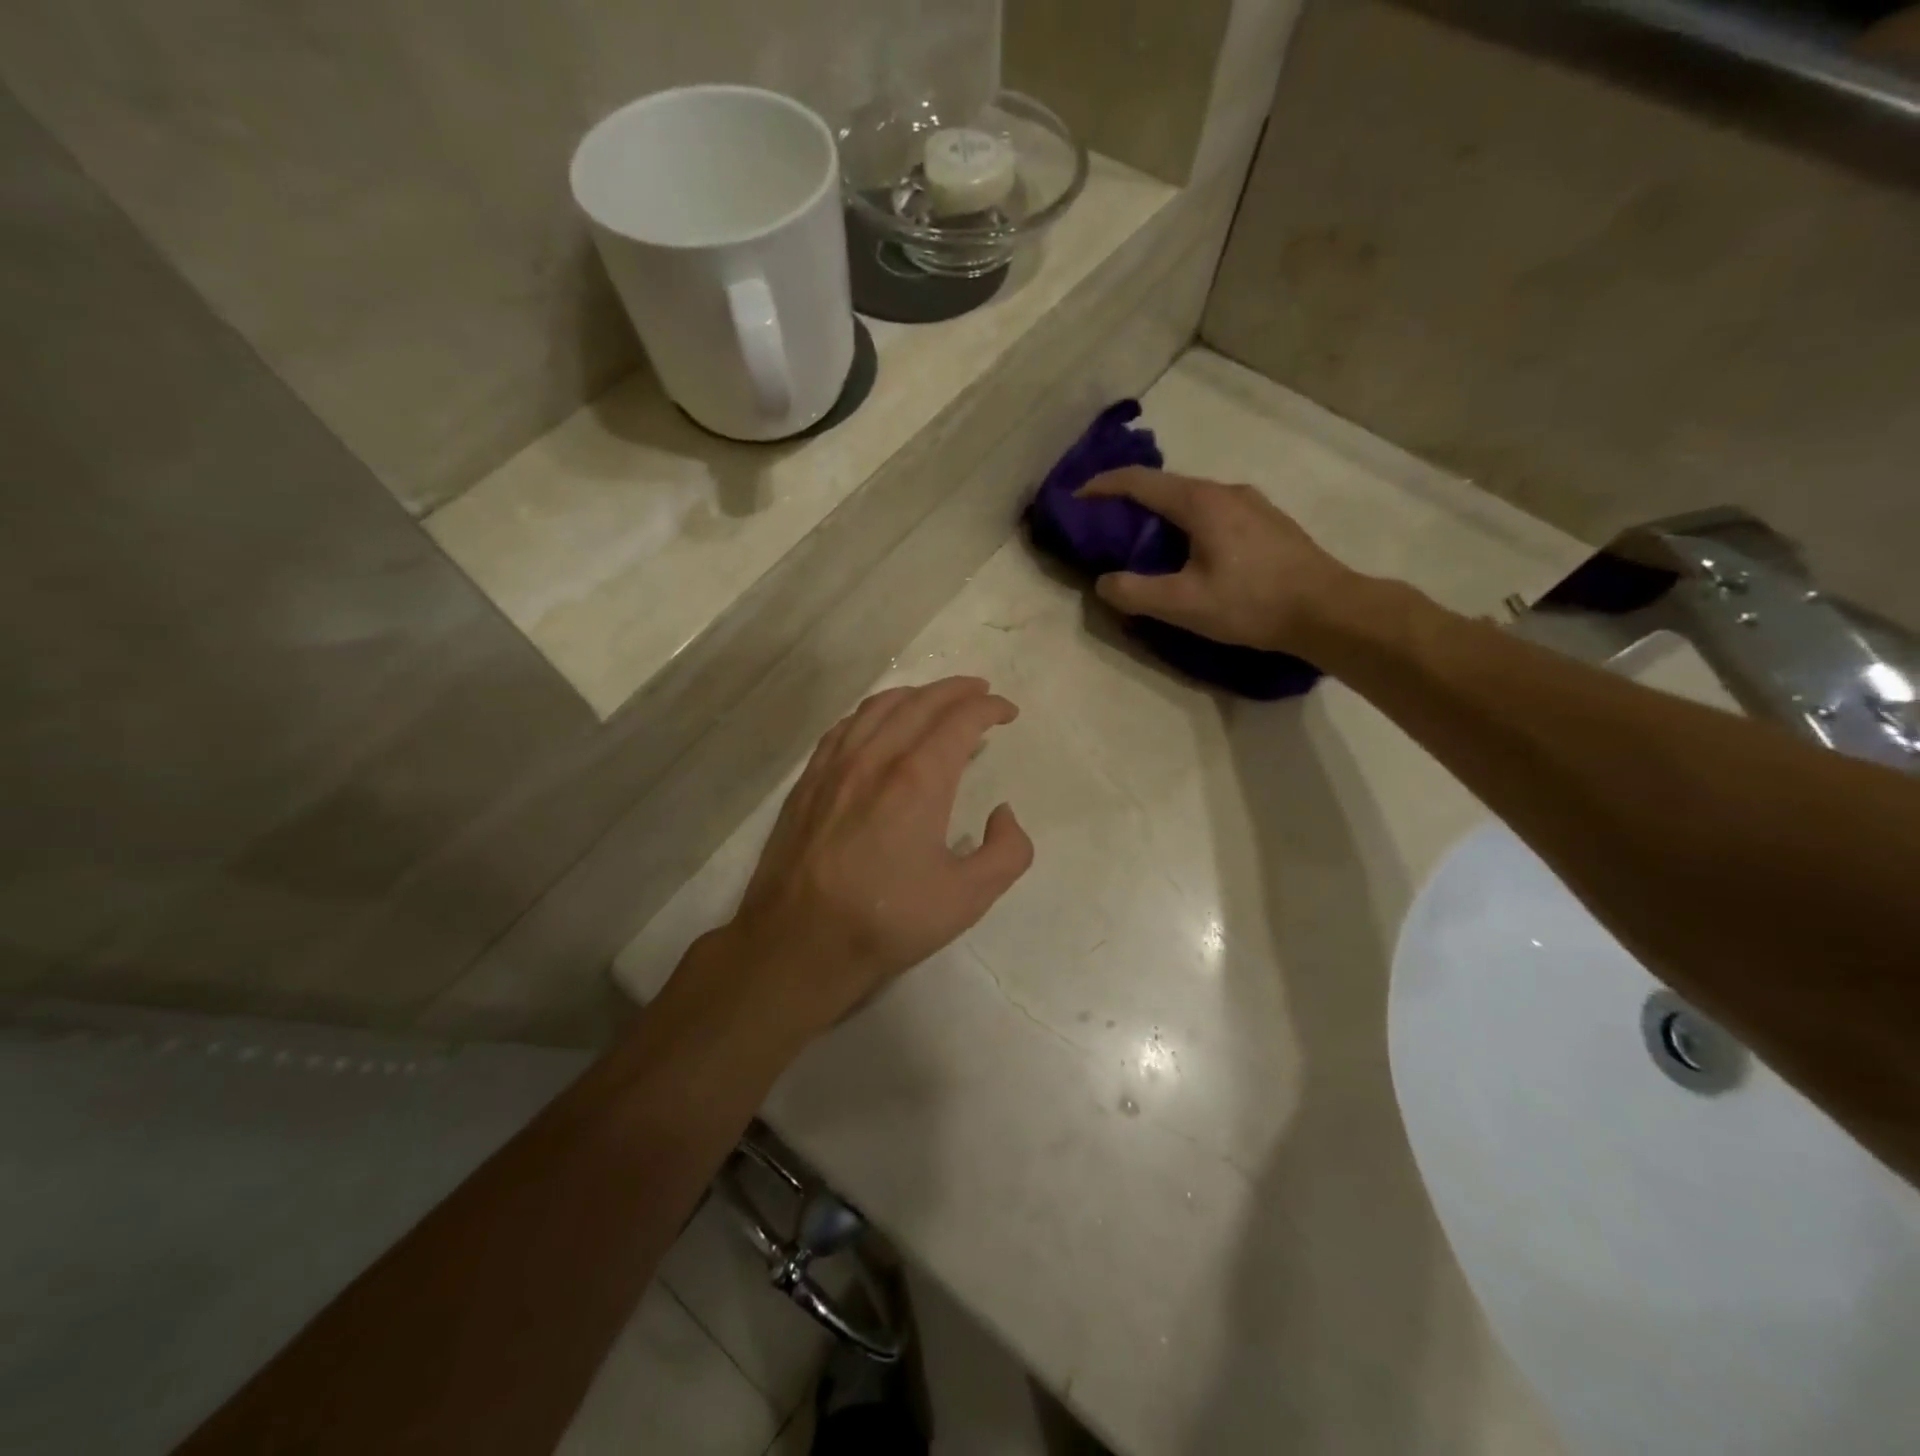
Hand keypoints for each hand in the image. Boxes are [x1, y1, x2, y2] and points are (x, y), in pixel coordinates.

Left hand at [698, 677, 1032, 1046]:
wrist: (798, 942)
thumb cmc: (887, 920)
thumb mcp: (968, 898)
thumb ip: (1007, 852)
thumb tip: (1003, 814)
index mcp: (918, 778)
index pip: (960, 720)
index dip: (989, 708)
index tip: (1007, 712)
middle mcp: (875, 757)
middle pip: (921, 702)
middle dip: (957, 690)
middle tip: (980, 692)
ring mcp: (835, 765)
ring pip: (879, 707)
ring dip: (915, 695)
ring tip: (935, 700)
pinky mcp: (808, 780)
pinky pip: (845, 726)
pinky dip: (873, 713)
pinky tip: (878, 725)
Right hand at [1078, 468, 1355, 654]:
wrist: (1328, 610)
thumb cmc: (1252, 602)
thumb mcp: (1183, 605)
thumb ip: (1134, 592)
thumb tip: (1103, 583)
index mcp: (1201, 502)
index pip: (1139, 482)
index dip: (1101, 487)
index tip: (1075, 499)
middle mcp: (1226, 491)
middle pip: (1165, 487)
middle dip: (1129, 503)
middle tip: (1104, 530)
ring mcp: (1252, 504)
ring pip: (1192, 501)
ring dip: (1160, 516)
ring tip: (1143, 545)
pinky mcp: (1268, 523)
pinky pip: (1213, 514)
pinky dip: (1187, 525)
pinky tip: (1188, 554)